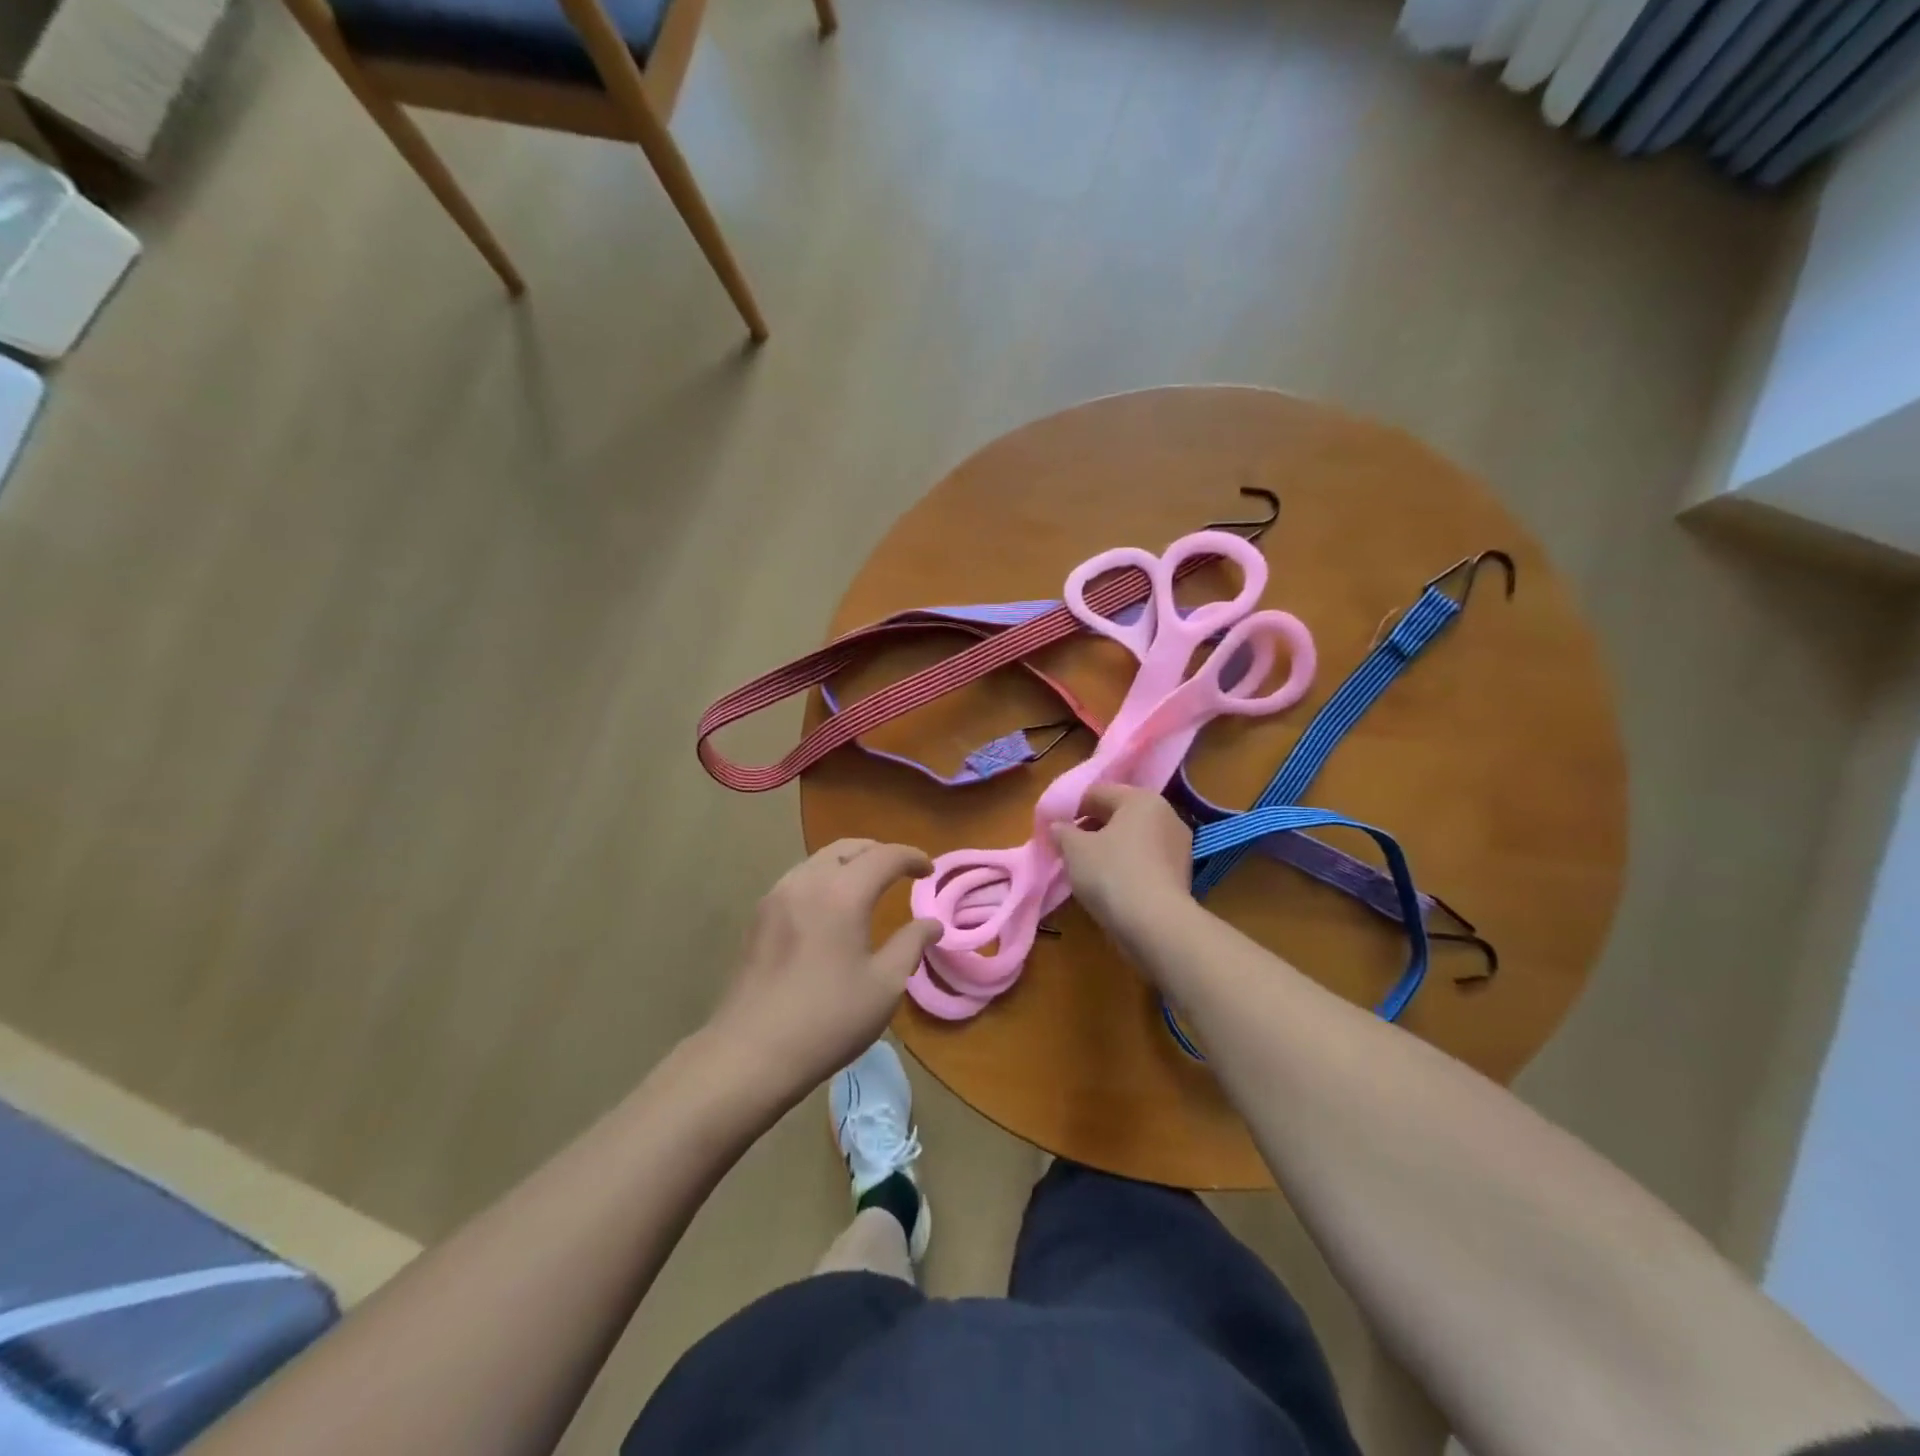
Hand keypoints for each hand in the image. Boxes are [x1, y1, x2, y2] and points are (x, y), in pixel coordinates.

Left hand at [709, 839, 938, 1104]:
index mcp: (841, 894)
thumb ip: (911, 944)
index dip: (911, 857)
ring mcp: (776, 897)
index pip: (884, 856)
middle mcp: (806, 882)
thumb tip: (932, 924)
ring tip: (868, 885)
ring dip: (849, 863)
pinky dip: (824, 878)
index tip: (929, 870)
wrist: (750, 1053)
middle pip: (847, 848)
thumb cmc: (827, 1020)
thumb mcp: (884, 986)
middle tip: (901, 872)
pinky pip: (799, 879)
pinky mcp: (758, 916)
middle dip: (879, 852)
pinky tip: (831, 907)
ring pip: (819, 860)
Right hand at [1050, 785, 1193, 932]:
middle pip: (1119, 814)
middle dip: (1092, 828)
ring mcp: (1178, 845)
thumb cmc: (1111, 873)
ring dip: (1110, 848)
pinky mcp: (1182, 874)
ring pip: (1134, 839)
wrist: (1155, 924)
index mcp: (1141, 799)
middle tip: (1069, 849)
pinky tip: (1111, 884)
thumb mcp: (1074, 849)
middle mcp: (1166, 814)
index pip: (1098, 793)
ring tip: (1087, 869)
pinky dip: (1127, 866)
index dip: (1072, 808)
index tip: (1055, 829)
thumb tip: (1058, 826)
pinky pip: (1146, 861)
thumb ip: (1062, 831)